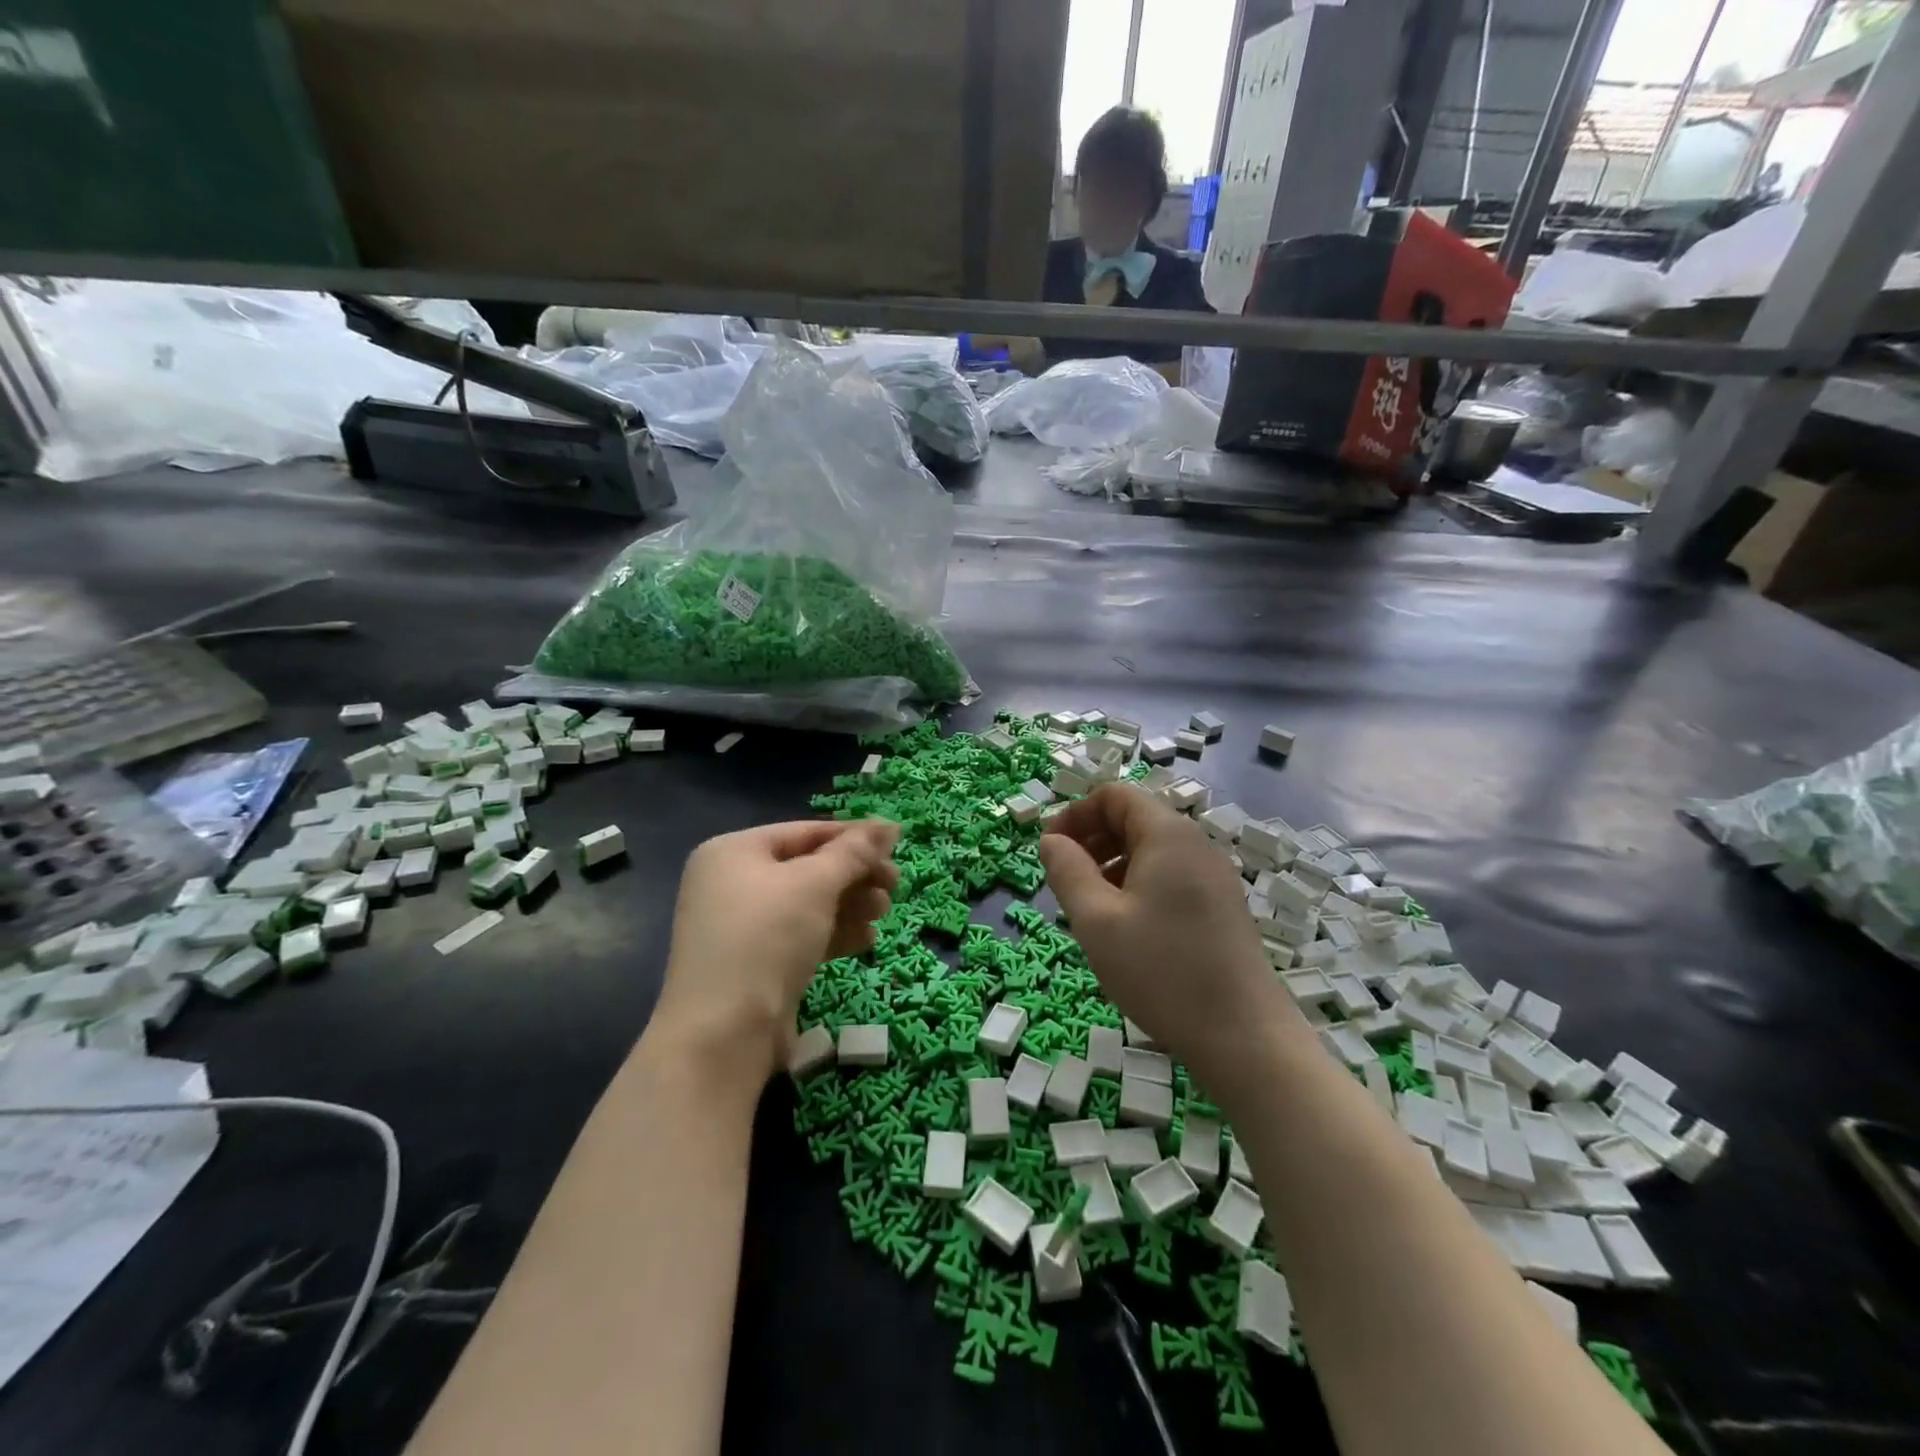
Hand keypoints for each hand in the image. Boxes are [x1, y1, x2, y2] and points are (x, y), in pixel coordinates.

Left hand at [656, 819, 898, 1081]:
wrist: (724, 1034)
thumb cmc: (767, 938)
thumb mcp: (815, 884)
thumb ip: (854, 852)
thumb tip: (889, 824)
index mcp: (734, 852)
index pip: (805, 832)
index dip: (853, 837)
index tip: (897, 844)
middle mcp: (732, 883)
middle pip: (809, 868)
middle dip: (855, 876)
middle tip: (895, 885)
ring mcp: (742, 927)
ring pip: (809, 904)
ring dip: (851, 905)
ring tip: (883, 912)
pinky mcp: (756, 963)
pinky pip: (802, 936)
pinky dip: (834, 933)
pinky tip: (867, 940)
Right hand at [1040, 786, 1293, 1086]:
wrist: (1244, 1037)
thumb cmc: (1162, 971)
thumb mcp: (1097, 920)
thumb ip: (1067, 871)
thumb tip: (1051, 840)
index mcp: (1168, 835)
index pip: (1114, 796)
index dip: (1075, 814)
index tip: (1050, 851)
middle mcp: (1195, 845)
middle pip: (1133, 819)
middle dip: (1091, 840)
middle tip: (1064, 882)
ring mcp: (1213, 877)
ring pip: (1150, 851)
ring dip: (1111, 866)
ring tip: (1089, 909)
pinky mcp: (1221, 907)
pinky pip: (1169, 877)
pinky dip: (1137, 886)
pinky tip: (1125, 929)